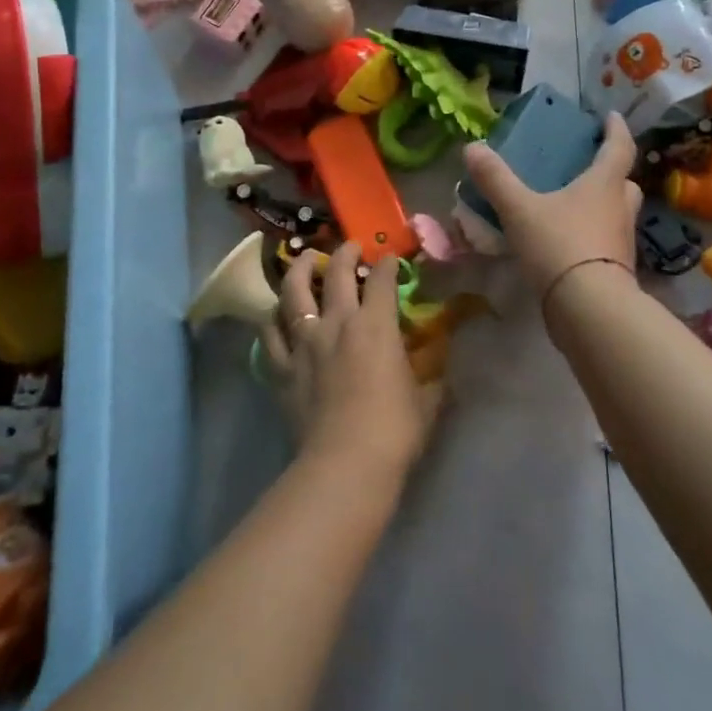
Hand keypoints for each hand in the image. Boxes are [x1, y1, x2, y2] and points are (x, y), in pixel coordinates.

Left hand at [260, 244, 441, 483]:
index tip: (390, 260)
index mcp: (376, 326)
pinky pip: (270, 334)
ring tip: (304, 260)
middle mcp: (338, 323)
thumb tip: (441, 366)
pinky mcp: (282, 367)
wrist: (346, 463)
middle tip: (350, 247)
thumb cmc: (395, 431)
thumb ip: (431, 376)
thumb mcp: (427, 400)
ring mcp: (305, 343)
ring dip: (300, 270)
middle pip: (337, 274)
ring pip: (294, 292)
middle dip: (346, 254)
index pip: (383, 282)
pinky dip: (273, 319)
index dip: (388, 266)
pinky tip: (276, 315)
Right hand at [461, 111, 642, 297]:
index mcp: (604, 184)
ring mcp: (621, 242)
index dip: (616, 129)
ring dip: (600, 206)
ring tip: (570, 205)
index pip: (619, 147)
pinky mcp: (615, 271)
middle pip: (622, 183)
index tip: (610, 116)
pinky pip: (604, 243)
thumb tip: (472, 147)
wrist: (589, 309)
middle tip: (586, 167)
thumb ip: (496, 179)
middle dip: (609, 172)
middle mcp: (620, 209)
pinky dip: (590, 236)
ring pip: (616, 214)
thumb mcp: (519, 209)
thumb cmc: (560, 245)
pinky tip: (565, 242)